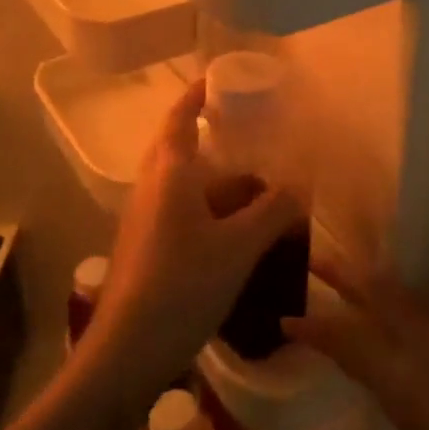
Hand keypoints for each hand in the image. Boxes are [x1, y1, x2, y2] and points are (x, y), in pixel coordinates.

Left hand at [86, 80, 302, 400]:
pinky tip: (235, 231)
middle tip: (249, 133)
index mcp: (169, 173)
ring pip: (182, 184)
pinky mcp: (144, 247)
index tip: (219, 79)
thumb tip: (301, 184)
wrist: (127, 350)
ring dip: (215, 179)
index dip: (197, 95)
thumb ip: (273, 211)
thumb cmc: (182, 285)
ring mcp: (143, 219)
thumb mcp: (239, 247)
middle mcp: (150, 188)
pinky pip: (180, 212)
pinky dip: (208, 209)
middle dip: (211, 137)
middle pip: (179, 148)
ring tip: (256, 184)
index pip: (180, 117)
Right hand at [286, 267, 428, 429]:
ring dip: (385, 287)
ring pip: (419, 302)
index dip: (316, 326)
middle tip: (320, 260)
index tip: (288, 317)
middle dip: (349, 278)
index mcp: (411, 383)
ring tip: (362, 278)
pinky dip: (421, 306)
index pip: (350, 340)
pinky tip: (422, 320)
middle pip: (385, 299)